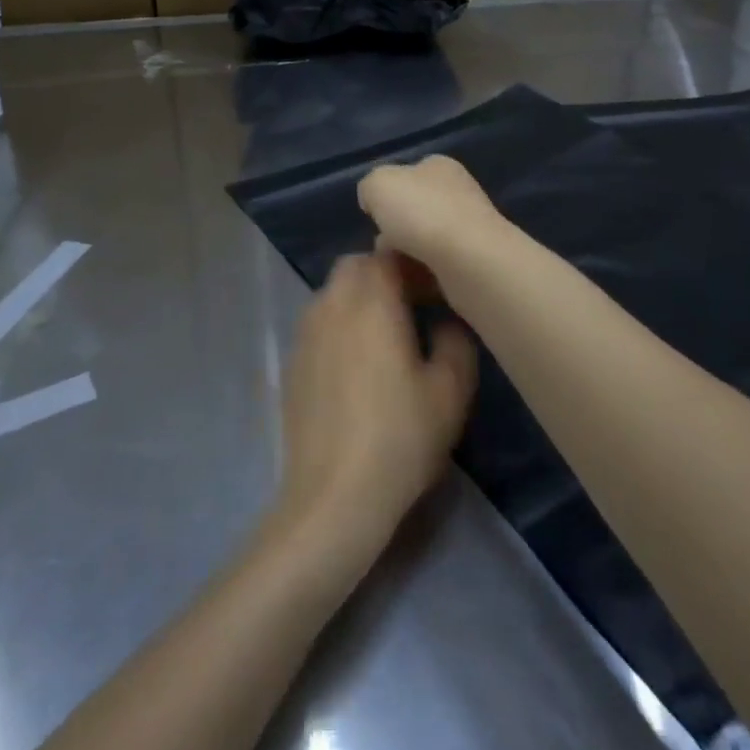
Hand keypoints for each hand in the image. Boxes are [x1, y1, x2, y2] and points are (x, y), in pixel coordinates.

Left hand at [272, 254, 476, 564]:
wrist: (333, 496)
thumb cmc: (399, 438)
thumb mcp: (450, 392)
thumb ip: (456, 341)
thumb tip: (447, 321)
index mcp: (371, 302)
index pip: (388, 253)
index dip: (414, 262)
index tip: (436, 287)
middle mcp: (332, 305)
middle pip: (355, 267)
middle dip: (384, 274)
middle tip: (414, 305)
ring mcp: (305, 333)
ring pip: (333, 293)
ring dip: (360, 298)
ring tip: (387, 334)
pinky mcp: (292, 362)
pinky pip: (319, 323)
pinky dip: (340, 325)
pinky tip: (358, 365)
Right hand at [357, 155, 504, 268]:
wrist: (469, 260)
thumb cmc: (421, 212)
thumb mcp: (377, 184)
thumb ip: (370, 187)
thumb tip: (374, 202)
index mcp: (439, 167)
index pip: (409, 175)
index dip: (388, 194)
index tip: (374, 216)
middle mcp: (459, 193)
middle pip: (416, 211)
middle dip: (395, 231)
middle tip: (380, 249)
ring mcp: (471, 229)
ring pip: (425, 243)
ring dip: (406, 257)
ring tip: (392, 271)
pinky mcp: (476, 263)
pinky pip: (438, 270)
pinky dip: (422, 279)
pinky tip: (412, 287)